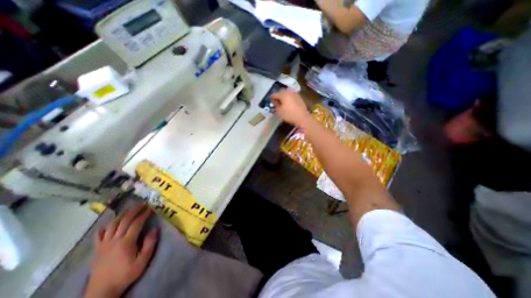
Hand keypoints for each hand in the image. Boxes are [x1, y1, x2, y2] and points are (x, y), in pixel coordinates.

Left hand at [84, 204, 158, 296]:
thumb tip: (154, 228)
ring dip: (122, 215)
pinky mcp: (97, 249)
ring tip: (130, 209)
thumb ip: (149, 243)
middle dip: (134, 210)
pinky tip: (110, 222)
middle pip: (124, 221)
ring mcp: (104, 244)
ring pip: (112, 225)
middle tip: (143, 203)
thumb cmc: (126, 274)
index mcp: (126, 242)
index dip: (144, 214)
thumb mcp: (143, 260)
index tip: (151, 208)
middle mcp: (114, 240)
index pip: (136, 223)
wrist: (102, 292)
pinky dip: (105, 226)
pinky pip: (99, 234)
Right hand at [272, 89, 309, 126]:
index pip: (275, 94)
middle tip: (277, 102)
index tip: (271, 101)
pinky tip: (289, 103)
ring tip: (283, 103)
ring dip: (284, 97)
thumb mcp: (279, 111)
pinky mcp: (300, 97)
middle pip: (281, 92)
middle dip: (278, 96)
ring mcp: (295, 94)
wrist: (303, 118)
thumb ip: (276, 105)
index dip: (272, 98)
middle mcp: (289, 92)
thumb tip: (275, 102)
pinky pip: (292, 96)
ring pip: (287, 93)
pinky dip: (289, 98)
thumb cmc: (289, 115)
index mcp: (283, 94)